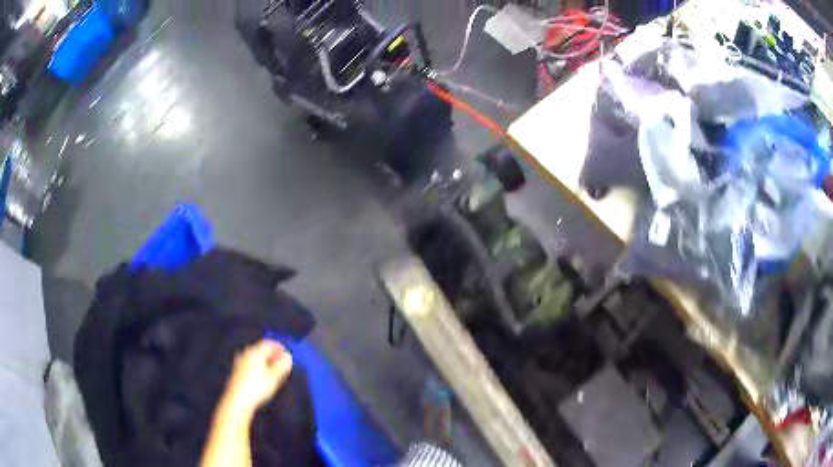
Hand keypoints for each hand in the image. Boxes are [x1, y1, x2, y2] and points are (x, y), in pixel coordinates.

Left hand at [223, 339, 292, 415]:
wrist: (238, 400)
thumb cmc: (257, 387)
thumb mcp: (274, 378)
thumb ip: (282, 366)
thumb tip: (288, 356)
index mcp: (255, 352)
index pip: (268, 343)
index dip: (279, 347)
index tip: (287, 354)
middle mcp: (246, 353)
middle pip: (261, 349)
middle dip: (272, 354)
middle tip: (282, 363)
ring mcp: (240, 361)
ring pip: (255, 356)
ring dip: (265, 360)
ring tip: (273, 370)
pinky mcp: (237, 370)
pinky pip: (250, 362)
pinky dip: (258, 365)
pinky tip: (261, 374)